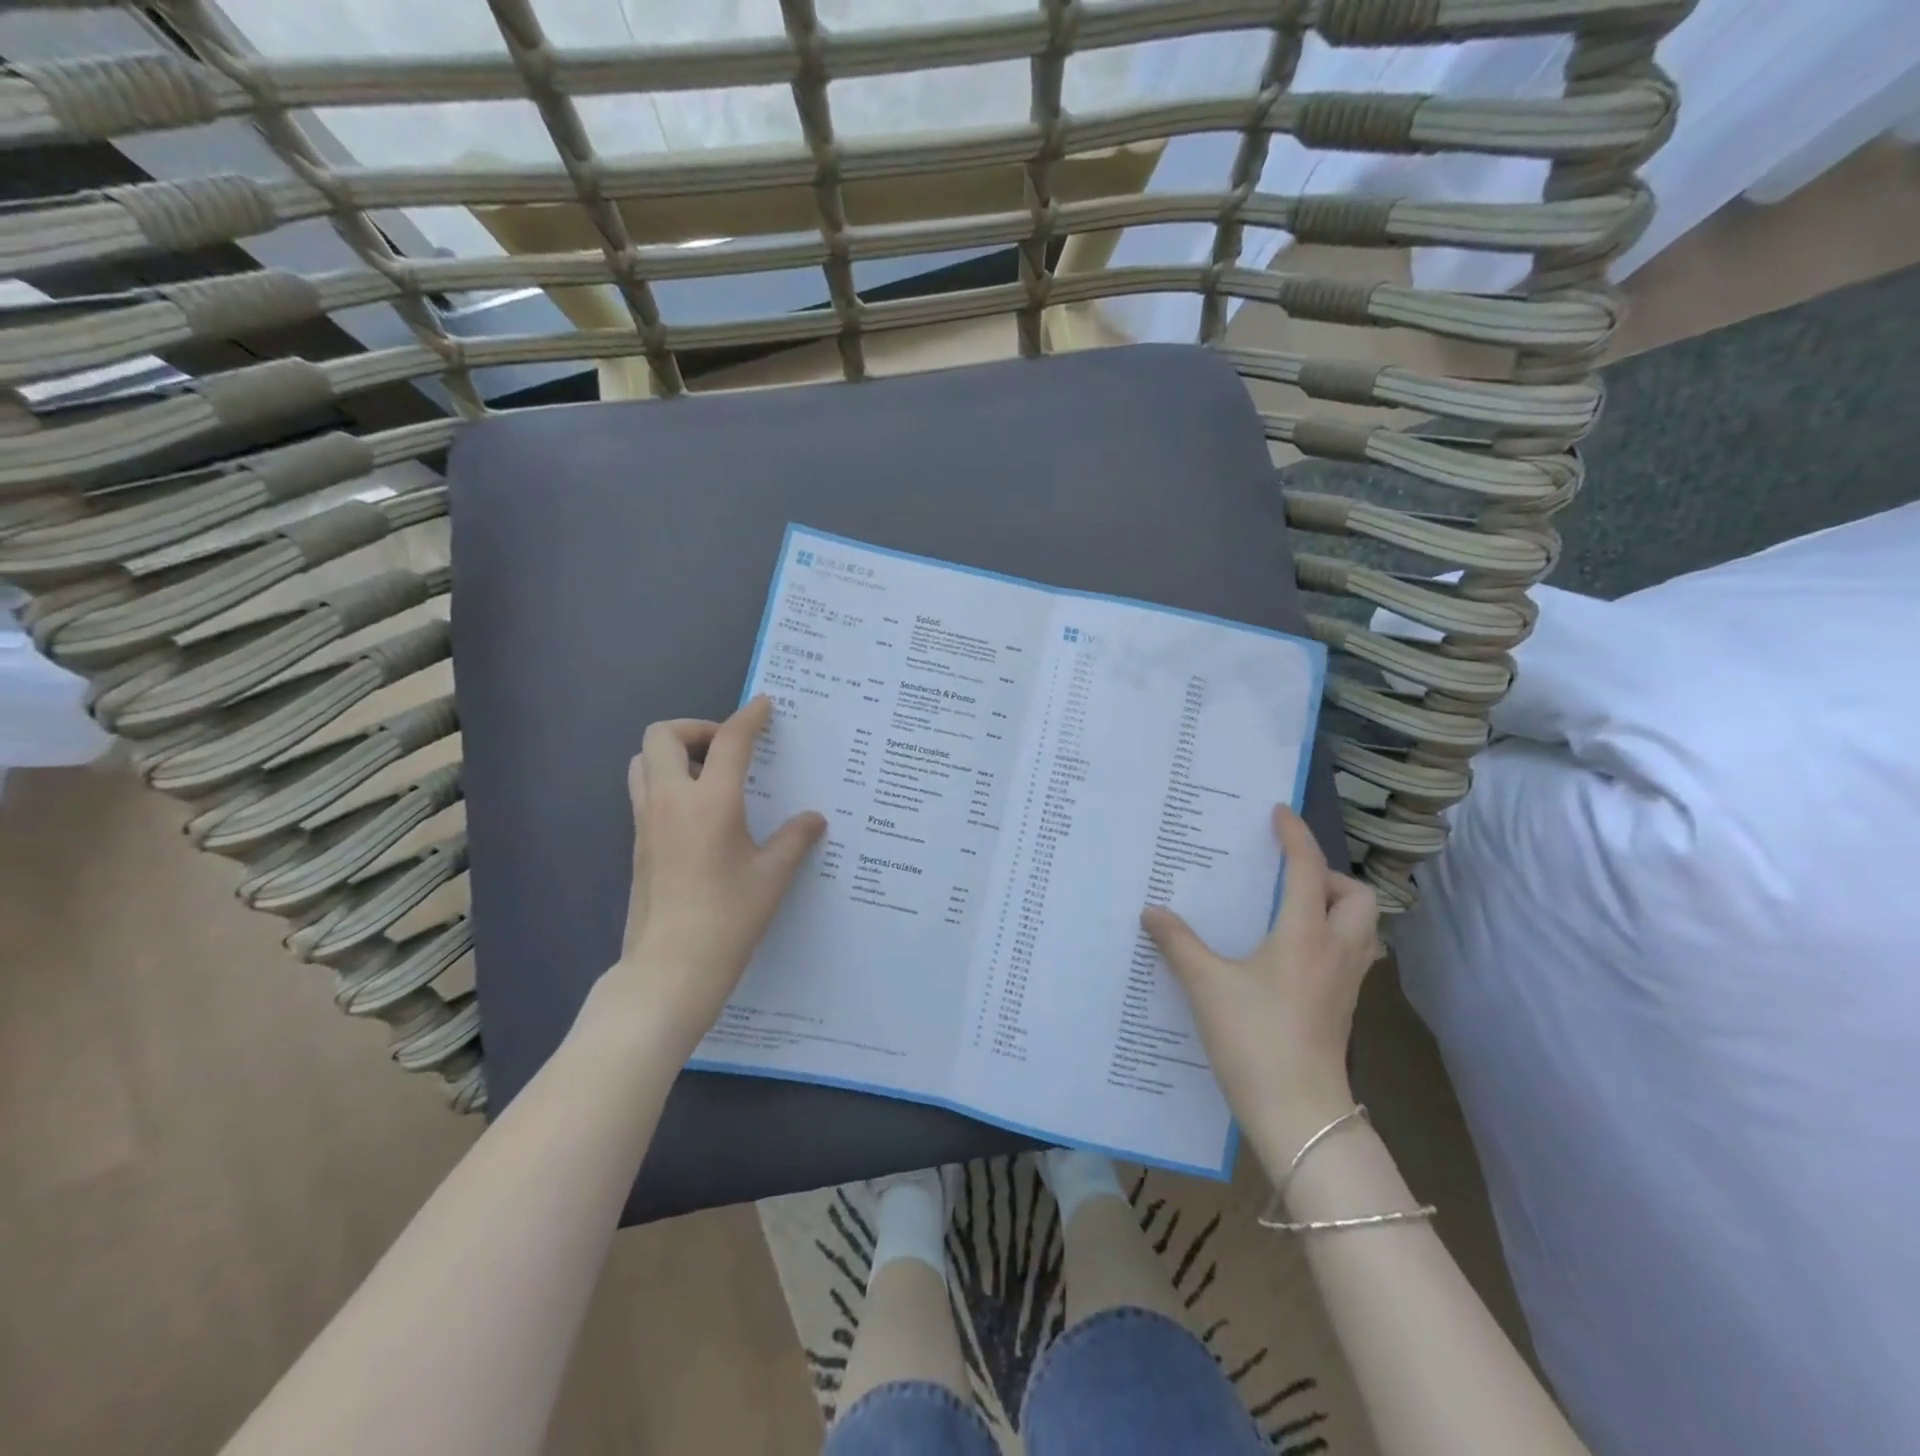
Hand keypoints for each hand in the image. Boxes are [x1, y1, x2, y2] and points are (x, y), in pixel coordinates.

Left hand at [587, 696, 825, 1062]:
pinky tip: (699, 813)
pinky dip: (666, 781)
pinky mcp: (637, 844)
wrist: (669, 970)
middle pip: (663, 735)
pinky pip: (644, 790)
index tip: (765, 705)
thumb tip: (814, 819)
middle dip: (696, 728)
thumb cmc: (728, 920)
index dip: (749, 717)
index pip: (729, 741)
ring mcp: (646, 822)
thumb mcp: (773, 877)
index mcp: (710, 802)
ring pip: (643, 761)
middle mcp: (670, 801)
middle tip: (727, 748)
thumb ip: (795, 839)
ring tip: (708, 775)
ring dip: (673, 753)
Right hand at [1143, 804, 1380, 1176]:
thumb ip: (1178, 942)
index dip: (1295, 836)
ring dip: (1335, 908)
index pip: (1308, 869)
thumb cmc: (1253, 1038)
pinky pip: (1351, 953)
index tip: (1278, 813)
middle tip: (1287, 880)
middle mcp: (1336, 950)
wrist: (1298, 1112)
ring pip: (1361, 926)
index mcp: (1305, 934)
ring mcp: (1348, 981)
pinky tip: (1293, 954)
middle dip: (1328, 876)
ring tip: (1292, 911)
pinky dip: (1331, 937)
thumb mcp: (1206, 985)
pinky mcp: (1346, 1006)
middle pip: (1357, 896)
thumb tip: (1152, 912)